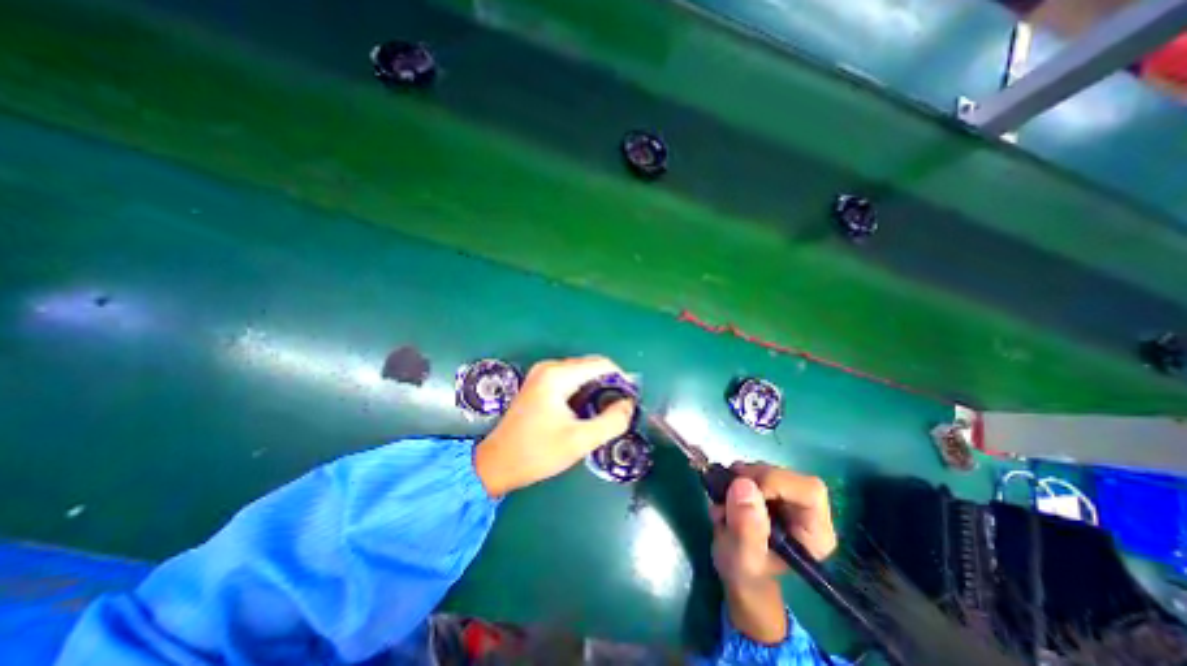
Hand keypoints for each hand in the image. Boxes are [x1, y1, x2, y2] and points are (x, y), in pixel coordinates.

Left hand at [477, 356, 640, 496]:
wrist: (496, 463)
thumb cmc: (537, 453)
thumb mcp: (579, 441)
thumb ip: (611, 422)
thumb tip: (628, 404)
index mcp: (557, 376)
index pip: (600, 364)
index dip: (620, 378)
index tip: (631, 398)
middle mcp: (549, 367)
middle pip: (590, 366)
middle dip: (608, 383)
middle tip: (619, 408)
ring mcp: (541, 374)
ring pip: (580, 372)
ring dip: (596, 388)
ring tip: (605, 411)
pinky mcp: (538, 383)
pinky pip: (569, 379)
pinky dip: (583, 390)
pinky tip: (585, 410)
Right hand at [708, 460, 837, 643]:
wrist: (739, 571)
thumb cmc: (746, 574)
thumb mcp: (742, 559)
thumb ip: (746, 529)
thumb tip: (743, 486)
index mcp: (815, 533)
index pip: (808, 490)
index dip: (775, 482)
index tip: (742, 490)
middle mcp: (808, 511)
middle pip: (784, 474)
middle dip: (749, 479)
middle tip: (725, 494)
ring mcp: (789, 498)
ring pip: (766, 469)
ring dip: (738, 479)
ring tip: (723, 504)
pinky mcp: (773, 489)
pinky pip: (753, 470)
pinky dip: (735, 478)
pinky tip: (726, 497)